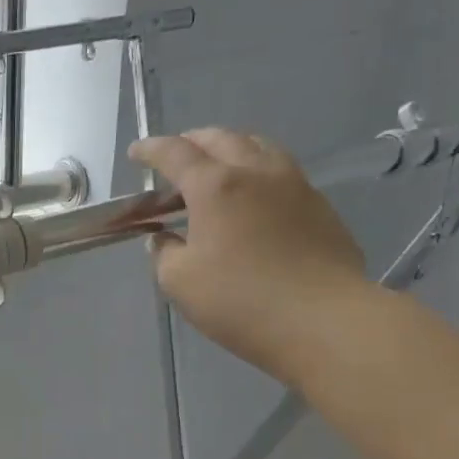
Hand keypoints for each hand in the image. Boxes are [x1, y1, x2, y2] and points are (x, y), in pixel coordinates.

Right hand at [129, 129, 370, 384]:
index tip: (136, 152)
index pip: (175, 153)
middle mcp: (256, 172)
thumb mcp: (179, 282)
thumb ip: (164, 253)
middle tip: (175, 157)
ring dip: (230, 149)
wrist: (323, 320)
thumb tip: (164, 239)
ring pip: (258, 147)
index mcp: (215, 186)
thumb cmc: (240, 300)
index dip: (151, 149)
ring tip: (217, 168)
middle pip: (220, 139)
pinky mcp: (319, 205)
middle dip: (192, 142)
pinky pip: (281, 172)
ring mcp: (294, 185)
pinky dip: (257, 172)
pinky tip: (253, 197)